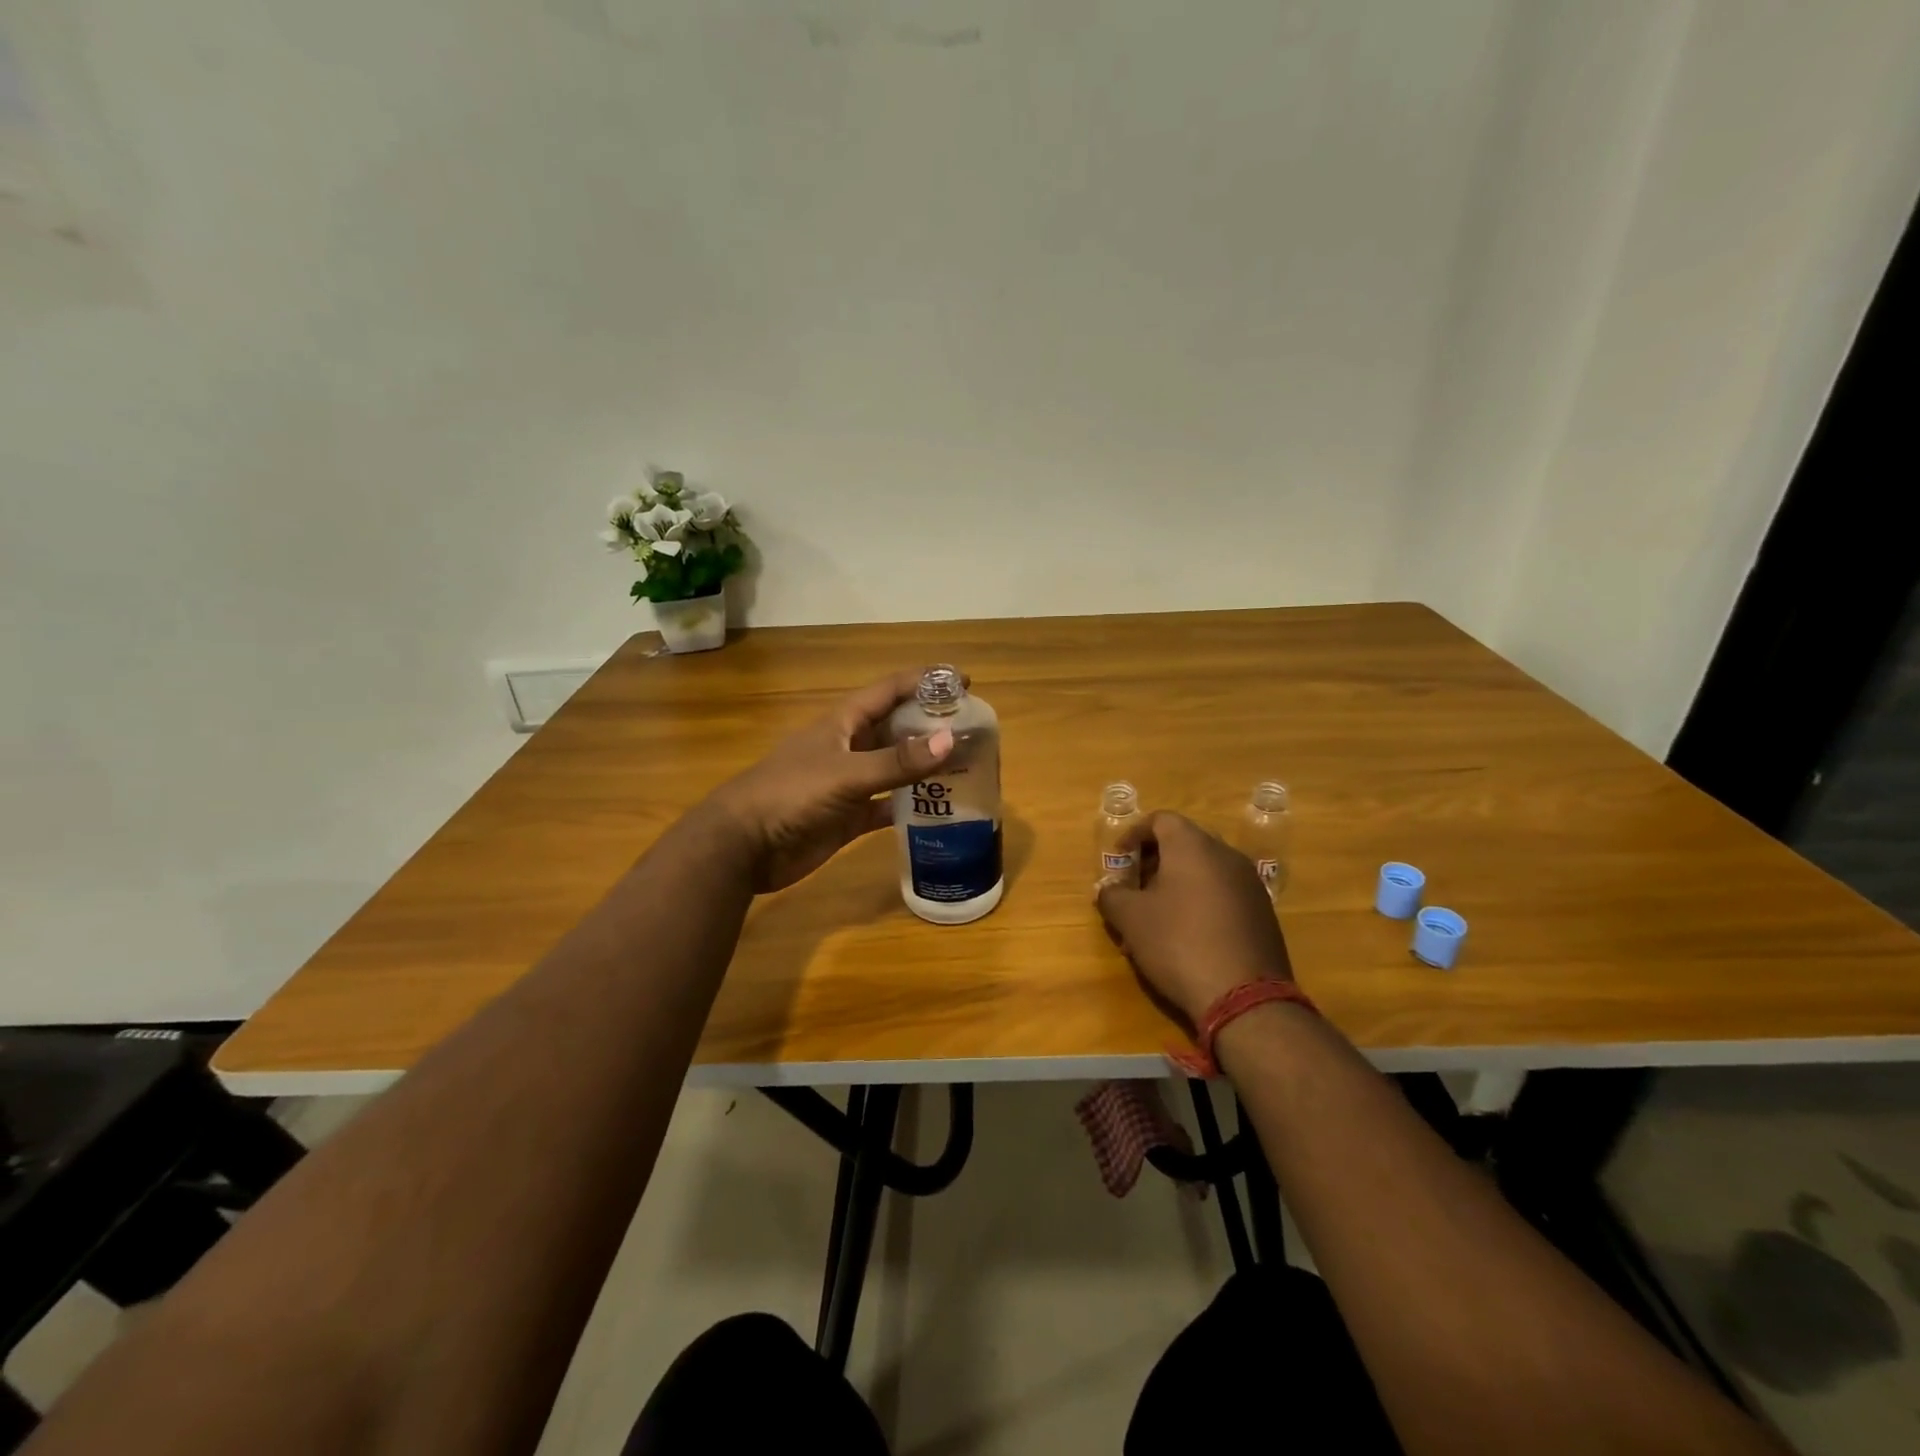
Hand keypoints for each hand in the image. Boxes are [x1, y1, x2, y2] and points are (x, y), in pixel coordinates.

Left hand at [705, 668, 956, 892]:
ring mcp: (848, 783)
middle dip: (932, 725)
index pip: (890, 691)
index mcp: (843, 722)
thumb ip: (896, 762)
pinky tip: (939, 811)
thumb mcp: (845, 773)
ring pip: (895, 768)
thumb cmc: (790, 794)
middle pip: (897, 728)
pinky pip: (886, 806)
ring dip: (925, 767)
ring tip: (967, 766)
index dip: (925, 682)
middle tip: (974, 729)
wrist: (742, 846)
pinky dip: (909, 807)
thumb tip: (950, 740)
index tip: (964, 681)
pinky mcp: (848, 817)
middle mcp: (849, 746)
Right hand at [1095, 811, 1292, 1026]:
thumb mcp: (1130, 919)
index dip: (1134, 834)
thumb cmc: (1179, 944)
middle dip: (1156, 858)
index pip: (1161, 819)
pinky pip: (1225, 892)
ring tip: (1159, 912)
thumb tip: (1108, 889)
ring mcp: (1250, 883)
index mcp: (1193, 846)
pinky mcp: (1263, 912)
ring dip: (1179, 881)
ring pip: (1207, 868)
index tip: (1119, 859)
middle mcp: (1226, 854)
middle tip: (1136, 884)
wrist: (1245, 996)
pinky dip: (1202, 899)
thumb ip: (1112, 895)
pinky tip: (1189, 932)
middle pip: (1185, 841)